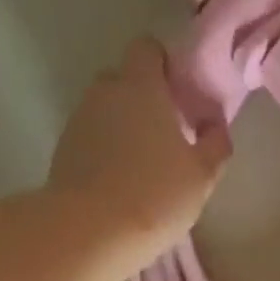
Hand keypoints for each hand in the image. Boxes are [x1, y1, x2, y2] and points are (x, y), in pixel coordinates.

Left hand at [46, 39, 230, 276]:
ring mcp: (79, 120)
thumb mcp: (203, 174)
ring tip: (147, 160)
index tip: (182, 92)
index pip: (148, 48)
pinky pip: (92, 136)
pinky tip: (123, 179)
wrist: (90, 232)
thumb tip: (215, 123)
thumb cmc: (156, 194)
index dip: (166, 64)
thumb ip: (215, 142)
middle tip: (169, 129)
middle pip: (125, 78)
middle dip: (144, 95)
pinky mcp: (63, 149)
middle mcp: (105, 92)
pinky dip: (107, 148)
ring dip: (125, 124)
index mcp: (141, 86)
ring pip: (106, 109)